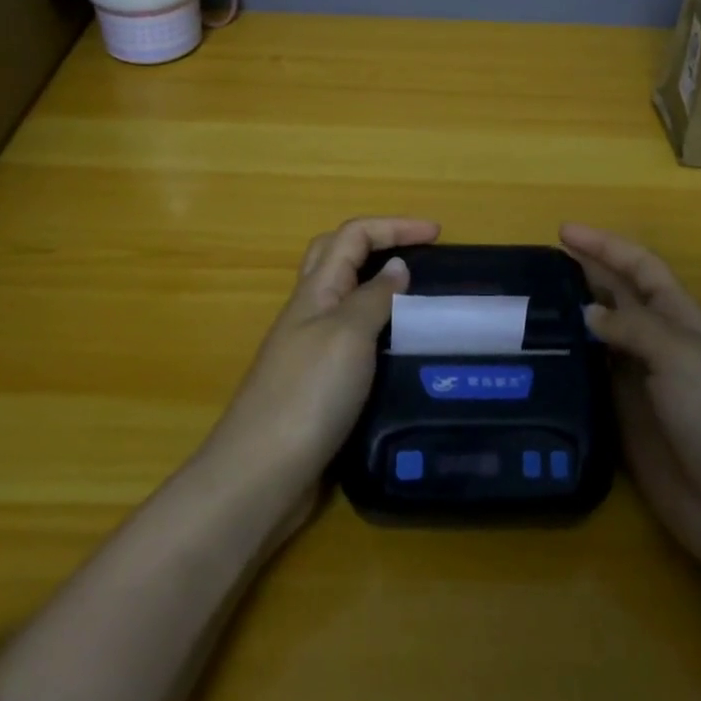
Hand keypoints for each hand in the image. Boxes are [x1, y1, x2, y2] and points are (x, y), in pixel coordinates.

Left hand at [206, 217, 439, 527]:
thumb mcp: (347, 335)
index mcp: (315, 291)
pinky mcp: (318, 386)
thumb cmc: (307, 395)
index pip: (353, 236)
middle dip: (378, 243)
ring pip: (345, 300)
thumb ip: (374, 298)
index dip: (394, 226)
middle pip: (338, 257)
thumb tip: (397, 267)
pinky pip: (352, 341)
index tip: (438, 234)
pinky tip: (401, 354)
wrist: (262, 474)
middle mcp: (310, 313)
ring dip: (379, 289)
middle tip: (420, 256)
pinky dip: (379, 333)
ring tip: (421, 303)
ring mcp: (310, 350)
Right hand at [560, 223, 700, 588]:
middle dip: (585, 275)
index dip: (606, 246)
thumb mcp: (680, 357)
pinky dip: (570, 366)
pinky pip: (592, 381)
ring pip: (601, 339)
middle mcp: (659, 345)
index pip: (641, 268)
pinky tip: (540, 361)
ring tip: (529, 308)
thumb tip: (587, 313)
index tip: (563, 231)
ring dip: (572, 320)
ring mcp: (641, 384)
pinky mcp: (625, 420)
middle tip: (537, 266)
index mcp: (682, 320)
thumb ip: (633, 327)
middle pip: (618, 298)